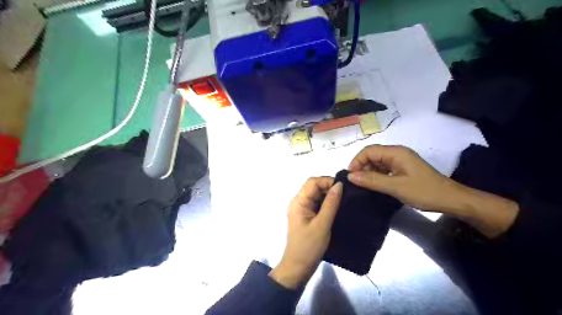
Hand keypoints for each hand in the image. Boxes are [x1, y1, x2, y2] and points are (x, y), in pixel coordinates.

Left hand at [268, 178, 341, 287]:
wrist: (298, 267)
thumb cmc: (309, 247)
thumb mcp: (322, 224)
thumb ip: (331, 203)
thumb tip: (339, 185)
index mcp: (298, 201)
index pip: (312, 182)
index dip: (327, 181)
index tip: (343, 188)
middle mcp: (298, 202)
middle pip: (314, 187)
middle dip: (329, 187)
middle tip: (346, 194)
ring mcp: (302, 209)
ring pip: (316, 195)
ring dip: (329, 195)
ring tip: (344, 200)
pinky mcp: (306, 216)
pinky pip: (317, 204)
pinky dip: (327, 203)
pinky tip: (337, 207)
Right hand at [348, 147, 517, 236]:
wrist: (451, 200)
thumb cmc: (424, 191)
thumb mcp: (395, 187)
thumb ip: (372, 180)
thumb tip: (350, 176)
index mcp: (396, 152)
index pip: (369, 151)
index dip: (357, 161)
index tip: (351, 176)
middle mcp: (397, 153)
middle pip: (372, 155)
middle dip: (362, 167)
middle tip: (357, 183)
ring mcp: (401, 161)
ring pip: (377, 163)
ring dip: (369, 172)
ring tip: (364, 186)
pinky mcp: (403, 169)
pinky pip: (385, 169)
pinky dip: (377, 176)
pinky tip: (375, 186)